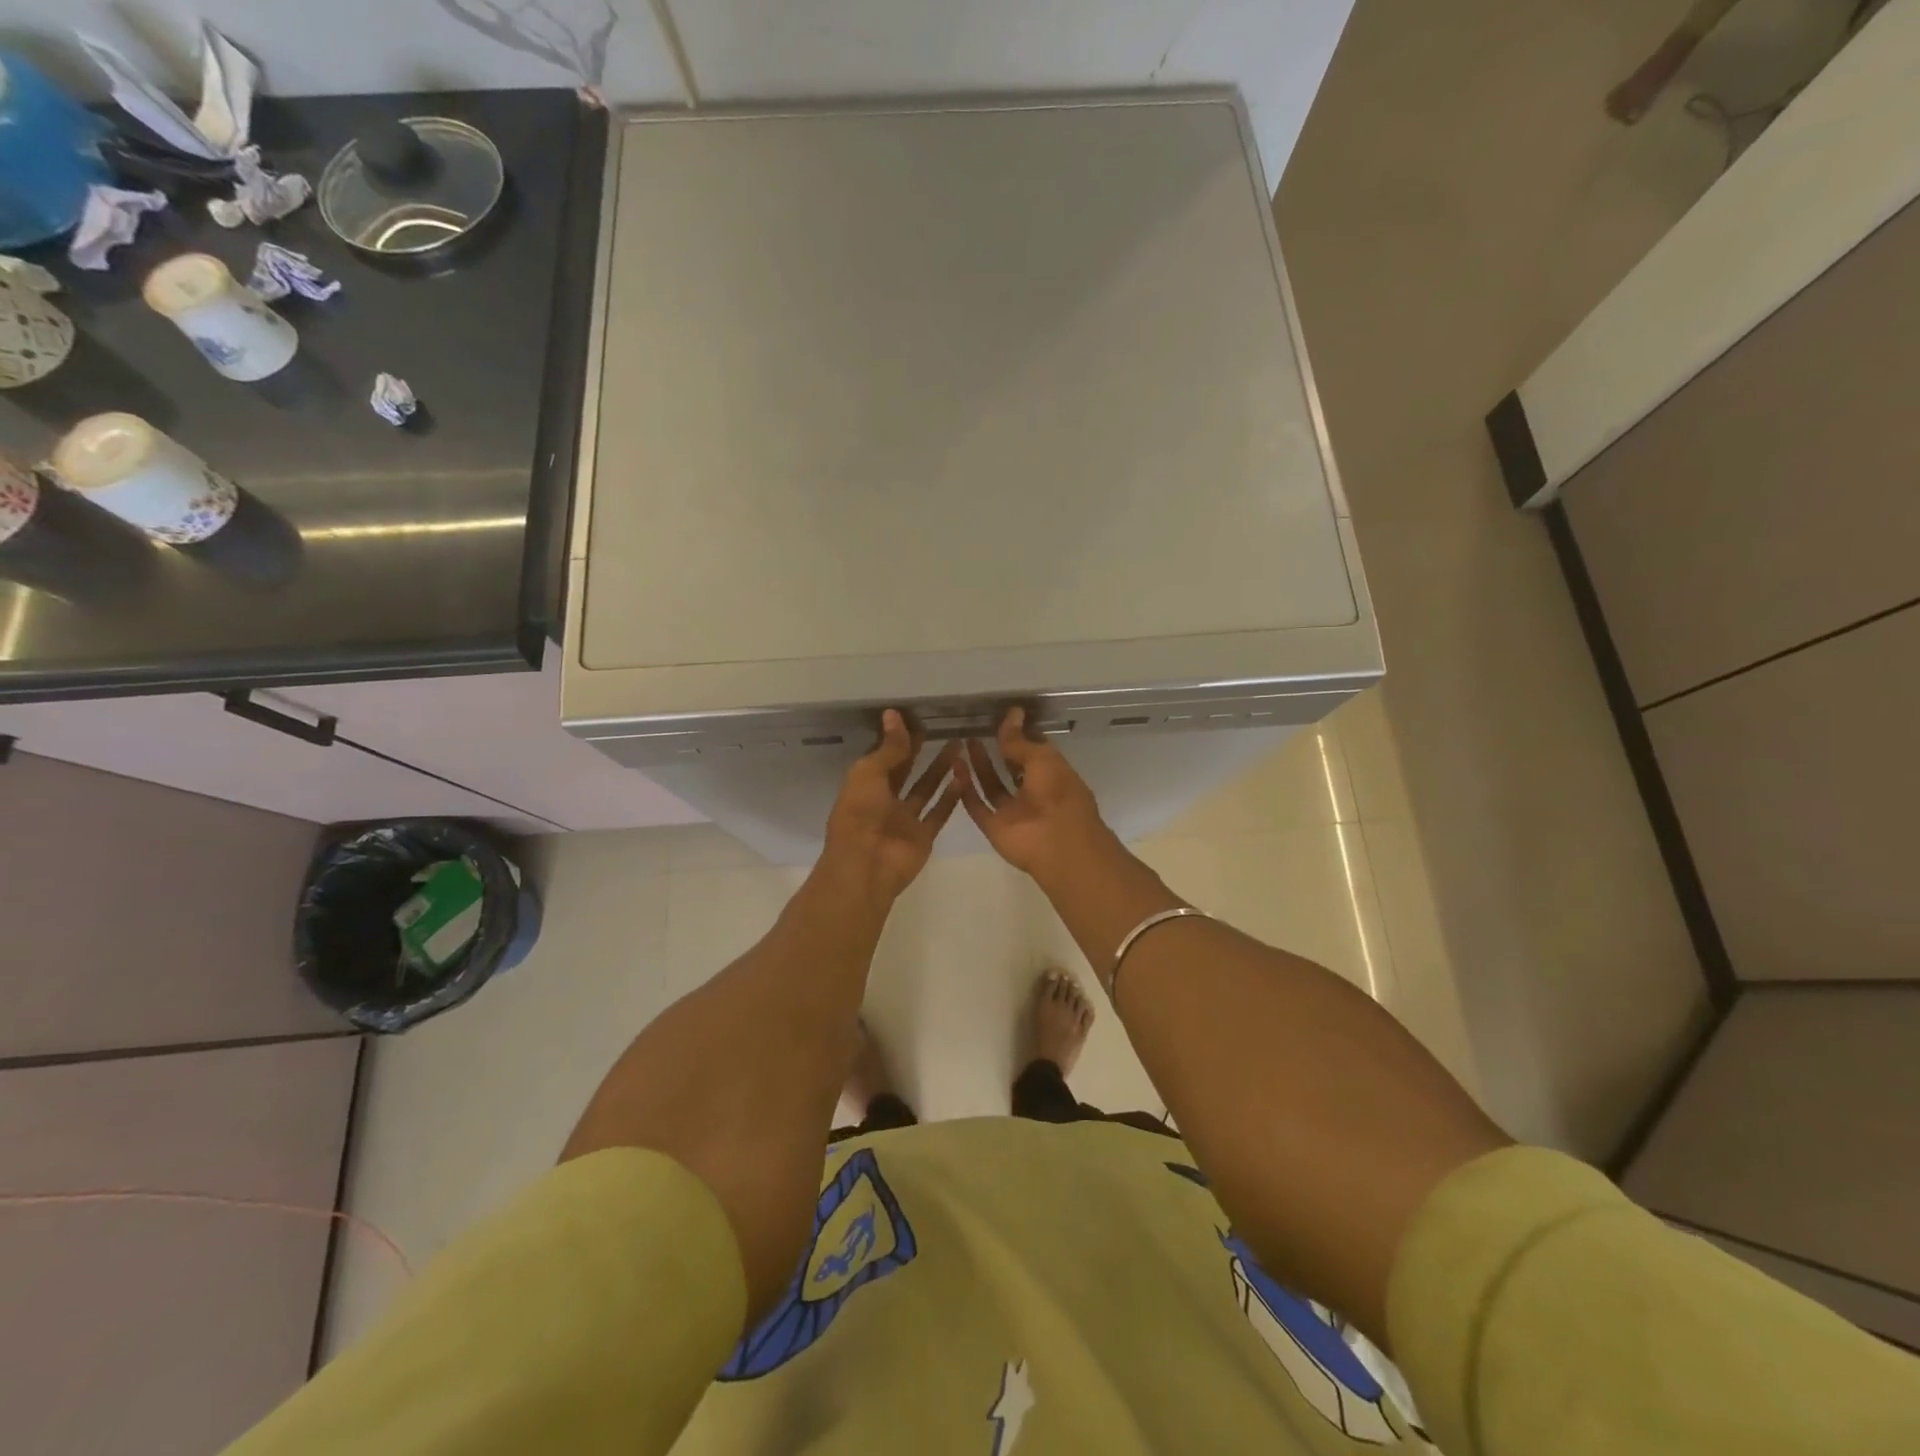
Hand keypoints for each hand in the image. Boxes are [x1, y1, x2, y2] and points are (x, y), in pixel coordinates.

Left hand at [821, 710, 961, 903]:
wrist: (866, 866)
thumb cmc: (860, 814)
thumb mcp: (870, 773)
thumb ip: (888, 748)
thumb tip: (894, 714)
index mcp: (865, 785)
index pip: (883, 756)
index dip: (898, 738)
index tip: (917, 718)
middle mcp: (884, 801)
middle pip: (905, 771)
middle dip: (920, 751)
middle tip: (941, 728)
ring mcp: (905, 819)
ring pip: (926, 789)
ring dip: (940, 769)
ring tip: (959, 746)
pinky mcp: (923, 836)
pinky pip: (939, 813)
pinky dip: (952, 797)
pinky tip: (965, 777)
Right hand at [954, 707, 1117, 883]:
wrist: (1056, 843)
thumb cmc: (1057, 793)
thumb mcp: (1041, 758)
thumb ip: (1020, 740)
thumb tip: (1012, 713)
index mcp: (1052, 775)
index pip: (1033, 751)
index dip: (1019, 735)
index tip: (1002, 718)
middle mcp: (1033, 792)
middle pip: (1011, 768)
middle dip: (996, 750)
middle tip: (976, 729)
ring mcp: (1013, 812)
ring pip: (992, 786)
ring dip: (979, 766)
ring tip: (962, 743)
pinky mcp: (995, 827)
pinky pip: (978, 807)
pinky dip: (966, 790)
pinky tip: (954, 769)